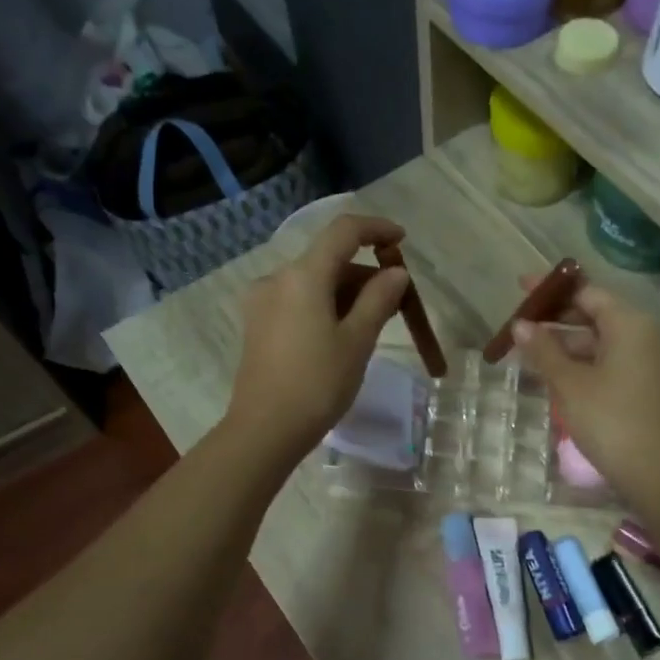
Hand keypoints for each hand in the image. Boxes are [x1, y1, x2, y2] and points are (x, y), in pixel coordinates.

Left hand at [224, 214, 412, 462]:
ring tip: (375, 323)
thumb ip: (379, 300)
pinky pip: (298, 301)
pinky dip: (325, 306)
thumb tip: (395, 273)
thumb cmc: (317, 384)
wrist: (265, 429)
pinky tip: (343, 333)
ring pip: (314, 282)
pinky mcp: (258, 324)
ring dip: (347, 293)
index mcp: (303, 276)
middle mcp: (277, 278)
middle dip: (365, 273)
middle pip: (329, 259)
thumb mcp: (357, 341)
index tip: (401, 240)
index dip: (376, 229)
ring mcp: (263, 301)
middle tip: (397, 302)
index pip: (343, 232)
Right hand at [507, 277, 659, 507]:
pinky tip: (557, 374)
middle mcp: (644, 334)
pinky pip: (610, 361)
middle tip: (520, 325)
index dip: (551, 291)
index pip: (586, 292)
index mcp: (629, 323)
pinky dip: (583, 362)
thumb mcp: (569, 383)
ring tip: (530, 352)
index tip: (520, 289)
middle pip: (595, 315)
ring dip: (566, 344)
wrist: (655, 471)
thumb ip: (543, 350)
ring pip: (601, 341)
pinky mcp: (647, 385)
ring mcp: (649, 361)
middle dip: (556, 319)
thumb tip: (520, 325)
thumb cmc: (609, 419)